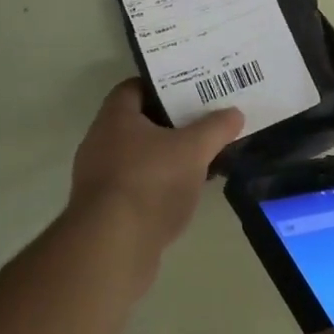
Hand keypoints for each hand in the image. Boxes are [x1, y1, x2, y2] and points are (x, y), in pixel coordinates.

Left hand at [69, 80, 242, 270]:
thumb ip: (216, 128)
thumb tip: (234, 113)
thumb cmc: (150, 183)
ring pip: (139, 157)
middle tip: (204, 123)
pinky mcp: (104, 210)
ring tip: (201, 159)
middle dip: (171, 123)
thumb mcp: (193, 150)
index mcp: (115, 117)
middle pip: (139, 123)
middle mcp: (100, 142)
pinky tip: (185, 194)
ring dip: (166, 157)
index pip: (136, 87)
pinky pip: (136, 186)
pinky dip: (159, 186)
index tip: (192, 90)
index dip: (164, 85)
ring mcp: (99, 178)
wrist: (112, 248)